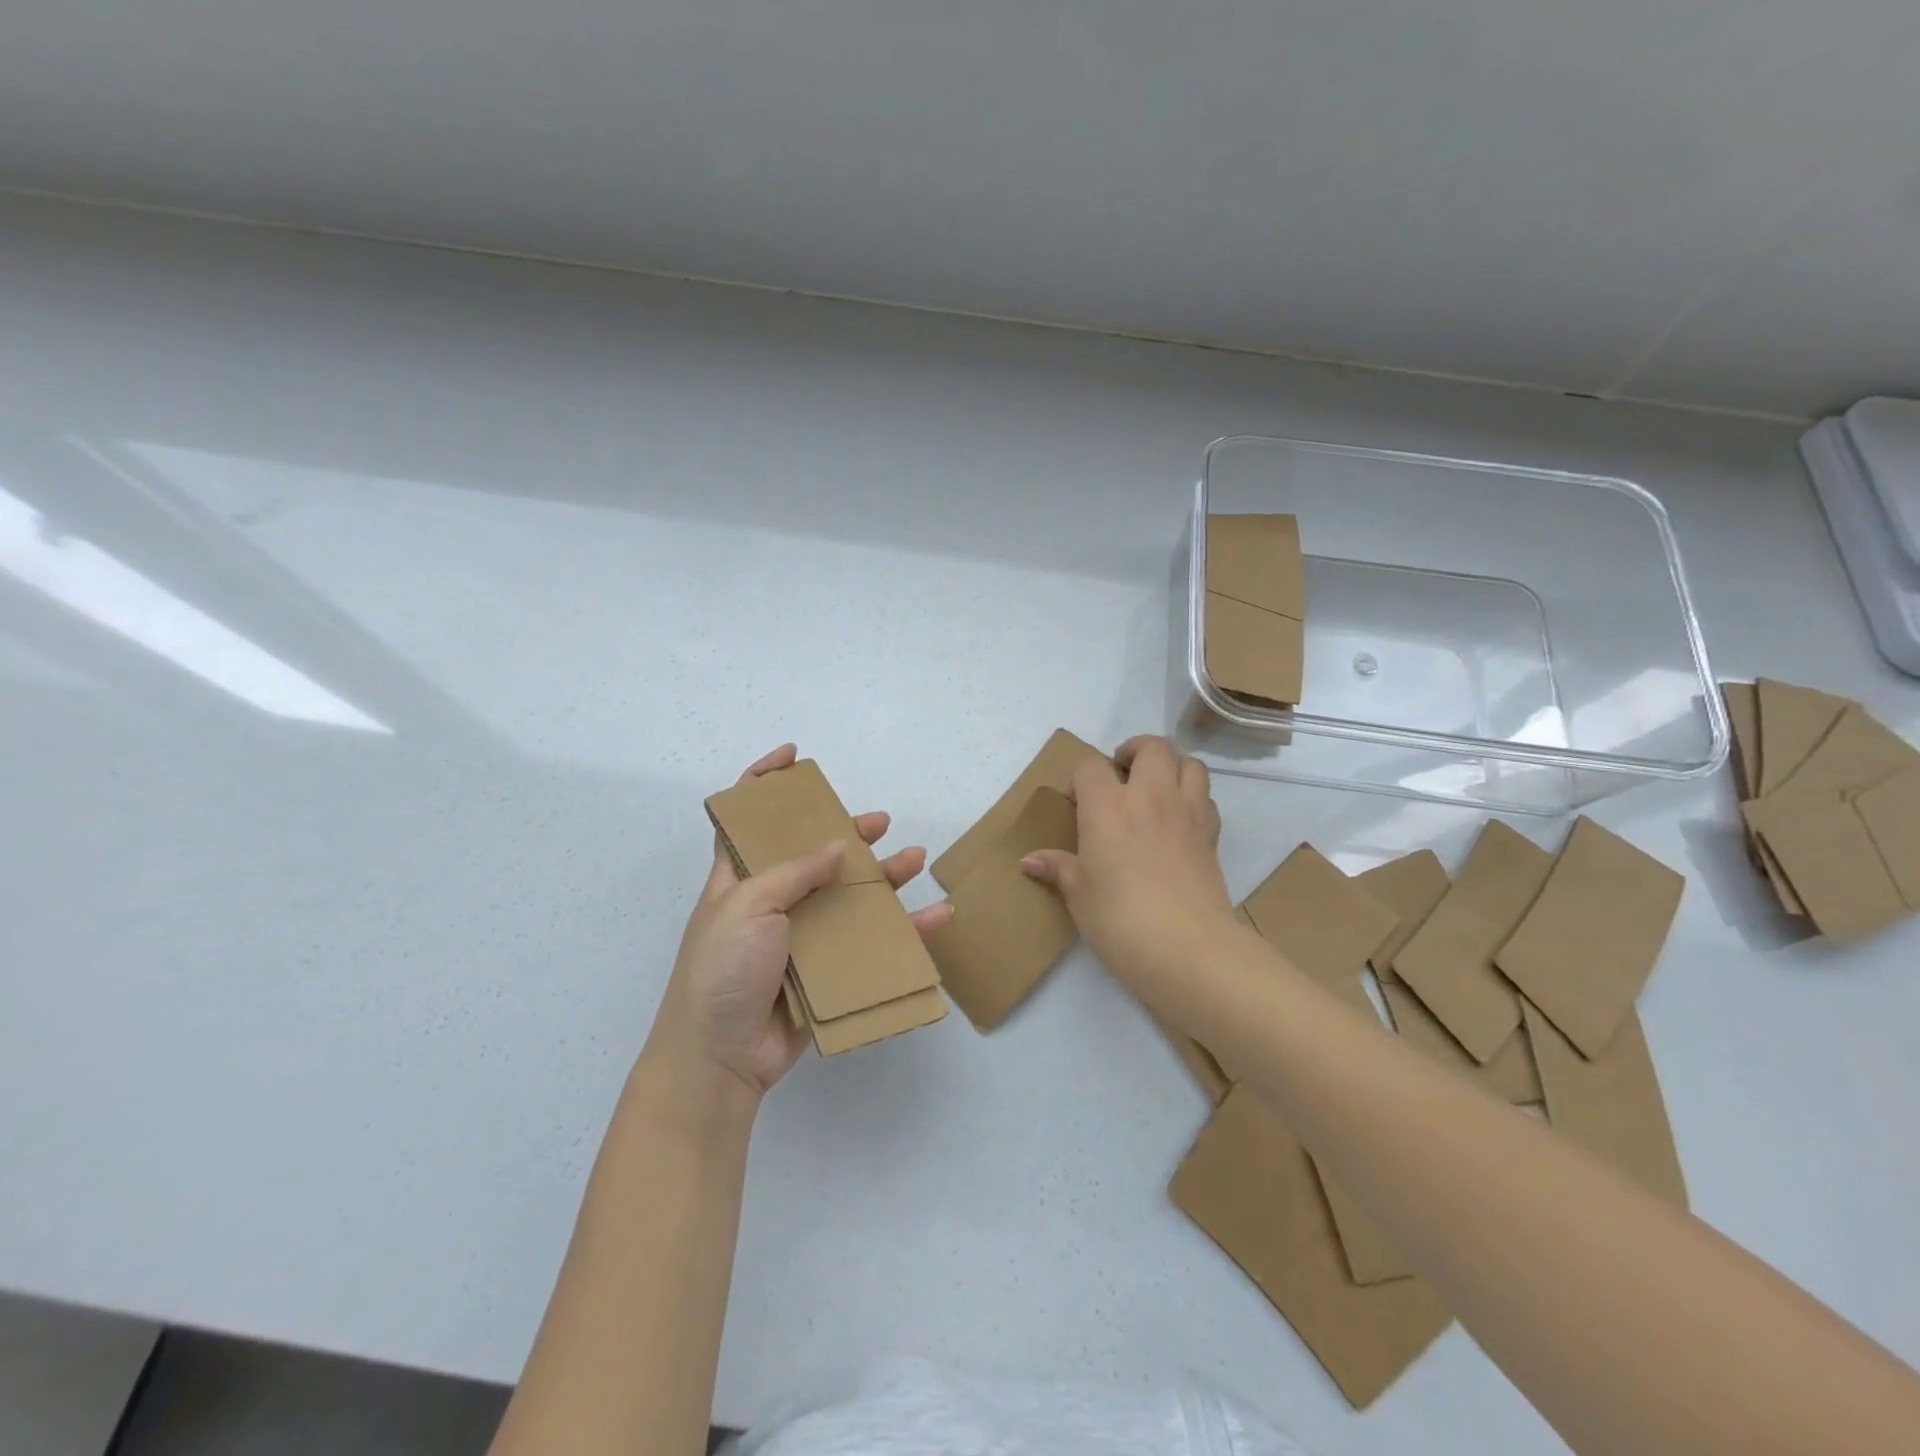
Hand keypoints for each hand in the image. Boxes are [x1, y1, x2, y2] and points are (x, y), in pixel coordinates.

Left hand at [646, 745, 953, 1099]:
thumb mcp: (748, 906)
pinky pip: (871, 942)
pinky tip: (935, 917)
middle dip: (846, 833)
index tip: (793, 757)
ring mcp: (801, 937)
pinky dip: (905, 930)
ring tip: (915, 859)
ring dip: (883, 877)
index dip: (763, 782)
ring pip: (850, 895)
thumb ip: (795, 872)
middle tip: (878, 822)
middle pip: (813, 854)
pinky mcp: (827, 970)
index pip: (746, 818)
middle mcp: (771, 902)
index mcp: (739, 878)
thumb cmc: (722, 969)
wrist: (720, 1058)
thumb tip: (839, 847)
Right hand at [1021, 736, 1233, 985]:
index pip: (1090, 766)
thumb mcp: (1080, 896)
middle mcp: (1150, 797)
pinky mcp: (1211, 835)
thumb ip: (1058, 869)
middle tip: (1121, 773)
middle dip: (1134, 751)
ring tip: (1155, 786)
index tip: (1075, 804)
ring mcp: (1187, 813)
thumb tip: (1029, 861)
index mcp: (1108, 807)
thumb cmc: (1120, 920)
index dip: (1079, 779)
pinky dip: (1193, 797)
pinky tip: (1178, 820)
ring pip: (1189, 763)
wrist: (1188, 949)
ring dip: (1171, 765)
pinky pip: (1206, 798)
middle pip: (1152, 747)